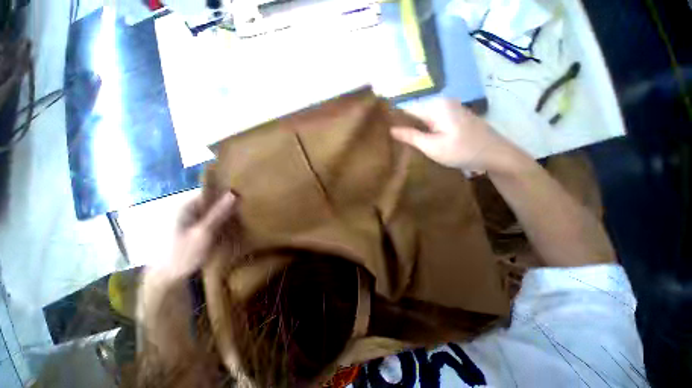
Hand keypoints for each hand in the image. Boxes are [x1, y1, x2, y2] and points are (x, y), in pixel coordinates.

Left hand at [148, 191, 237, 282]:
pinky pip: (213, 220)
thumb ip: (218, 213)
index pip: (211, 191)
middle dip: (229, 203)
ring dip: (227, 213)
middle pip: (213, 201)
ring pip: (214, 211)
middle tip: (247, 206)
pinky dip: (222, 221)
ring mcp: (191, 219)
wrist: (168, 277)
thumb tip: (233, 193)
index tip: (245, 195)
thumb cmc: (183, 254)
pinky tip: (233, 226)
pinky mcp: (195, 229)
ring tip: (244, 215)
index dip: (227, 192)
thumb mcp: (203, 233)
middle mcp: (188, 209)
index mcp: (187, 206)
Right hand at [391, 99, 510, 171]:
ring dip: (415, 130)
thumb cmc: (462, 151)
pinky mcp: (455, 117)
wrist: (496, 155)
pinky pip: (434, 122)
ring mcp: (450, 109)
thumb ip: (410, 136)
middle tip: (392, 141)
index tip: (383, 131)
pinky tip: (420, 141)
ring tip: (402, 142)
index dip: (394, 121)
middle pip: (416, 114)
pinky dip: (426, 131)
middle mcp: (443, 102)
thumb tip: (390, 129)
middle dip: (405, 127)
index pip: (407, 110)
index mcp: (436, 106)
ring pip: (424, 119)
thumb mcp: (432, 146)